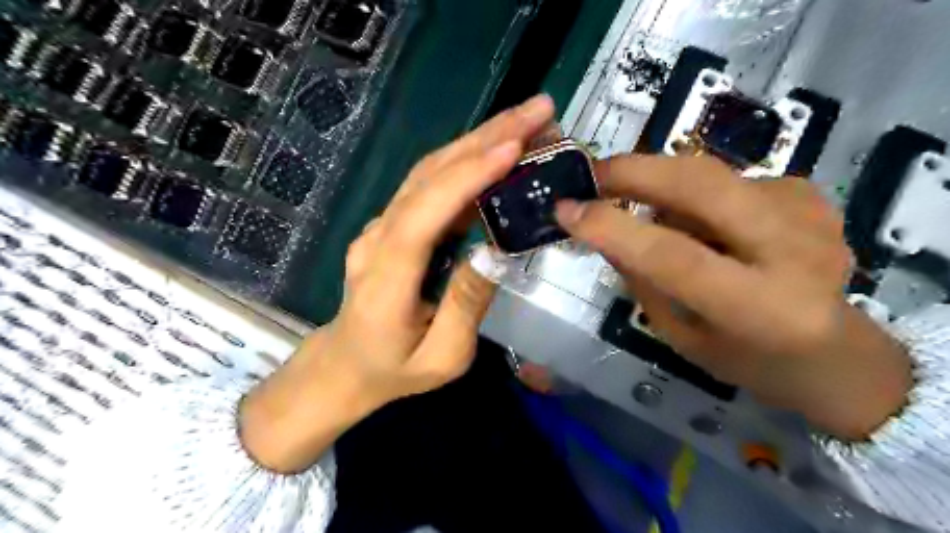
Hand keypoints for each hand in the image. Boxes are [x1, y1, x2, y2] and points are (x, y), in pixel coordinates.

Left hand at [240, 93, 557, 472]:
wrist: (345, 365)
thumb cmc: (394, 370)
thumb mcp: (442, 358)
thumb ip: (467, 306)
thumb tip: (497, 252)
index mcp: (386, 280)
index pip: (423, 215)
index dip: (466, 177)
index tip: (513, 146)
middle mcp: (378, 239)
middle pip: (428, 176)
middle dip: (485, 137)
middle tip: (539, 110)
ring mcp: (381, 226)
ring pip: (429, 171)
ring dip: (479, 140)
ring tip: (528, 120)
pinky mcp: (393, 224)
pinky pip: (429, 185)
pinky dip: (467, 161)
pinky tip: (499, 149)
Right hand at [558, 156, 912, 438]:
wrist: (837, 355)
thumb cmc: (748, 361)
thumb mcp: (682, 337)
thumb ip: (643, 281)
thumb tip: (604, 229)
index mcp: (760, 309)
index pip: (674, 256)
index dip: (613, 227)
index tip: (565, 209)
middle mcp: (795, 252)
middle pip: (701, 185)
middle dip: (635, 171)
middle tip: (592, 176)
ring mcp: (809, 214)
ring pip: (709, 176)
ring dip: (665, 190)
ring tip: (656, 220)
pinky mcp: (809, 195)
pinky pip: (728, 180)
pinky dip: (698, 198)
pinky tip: (709, 226)